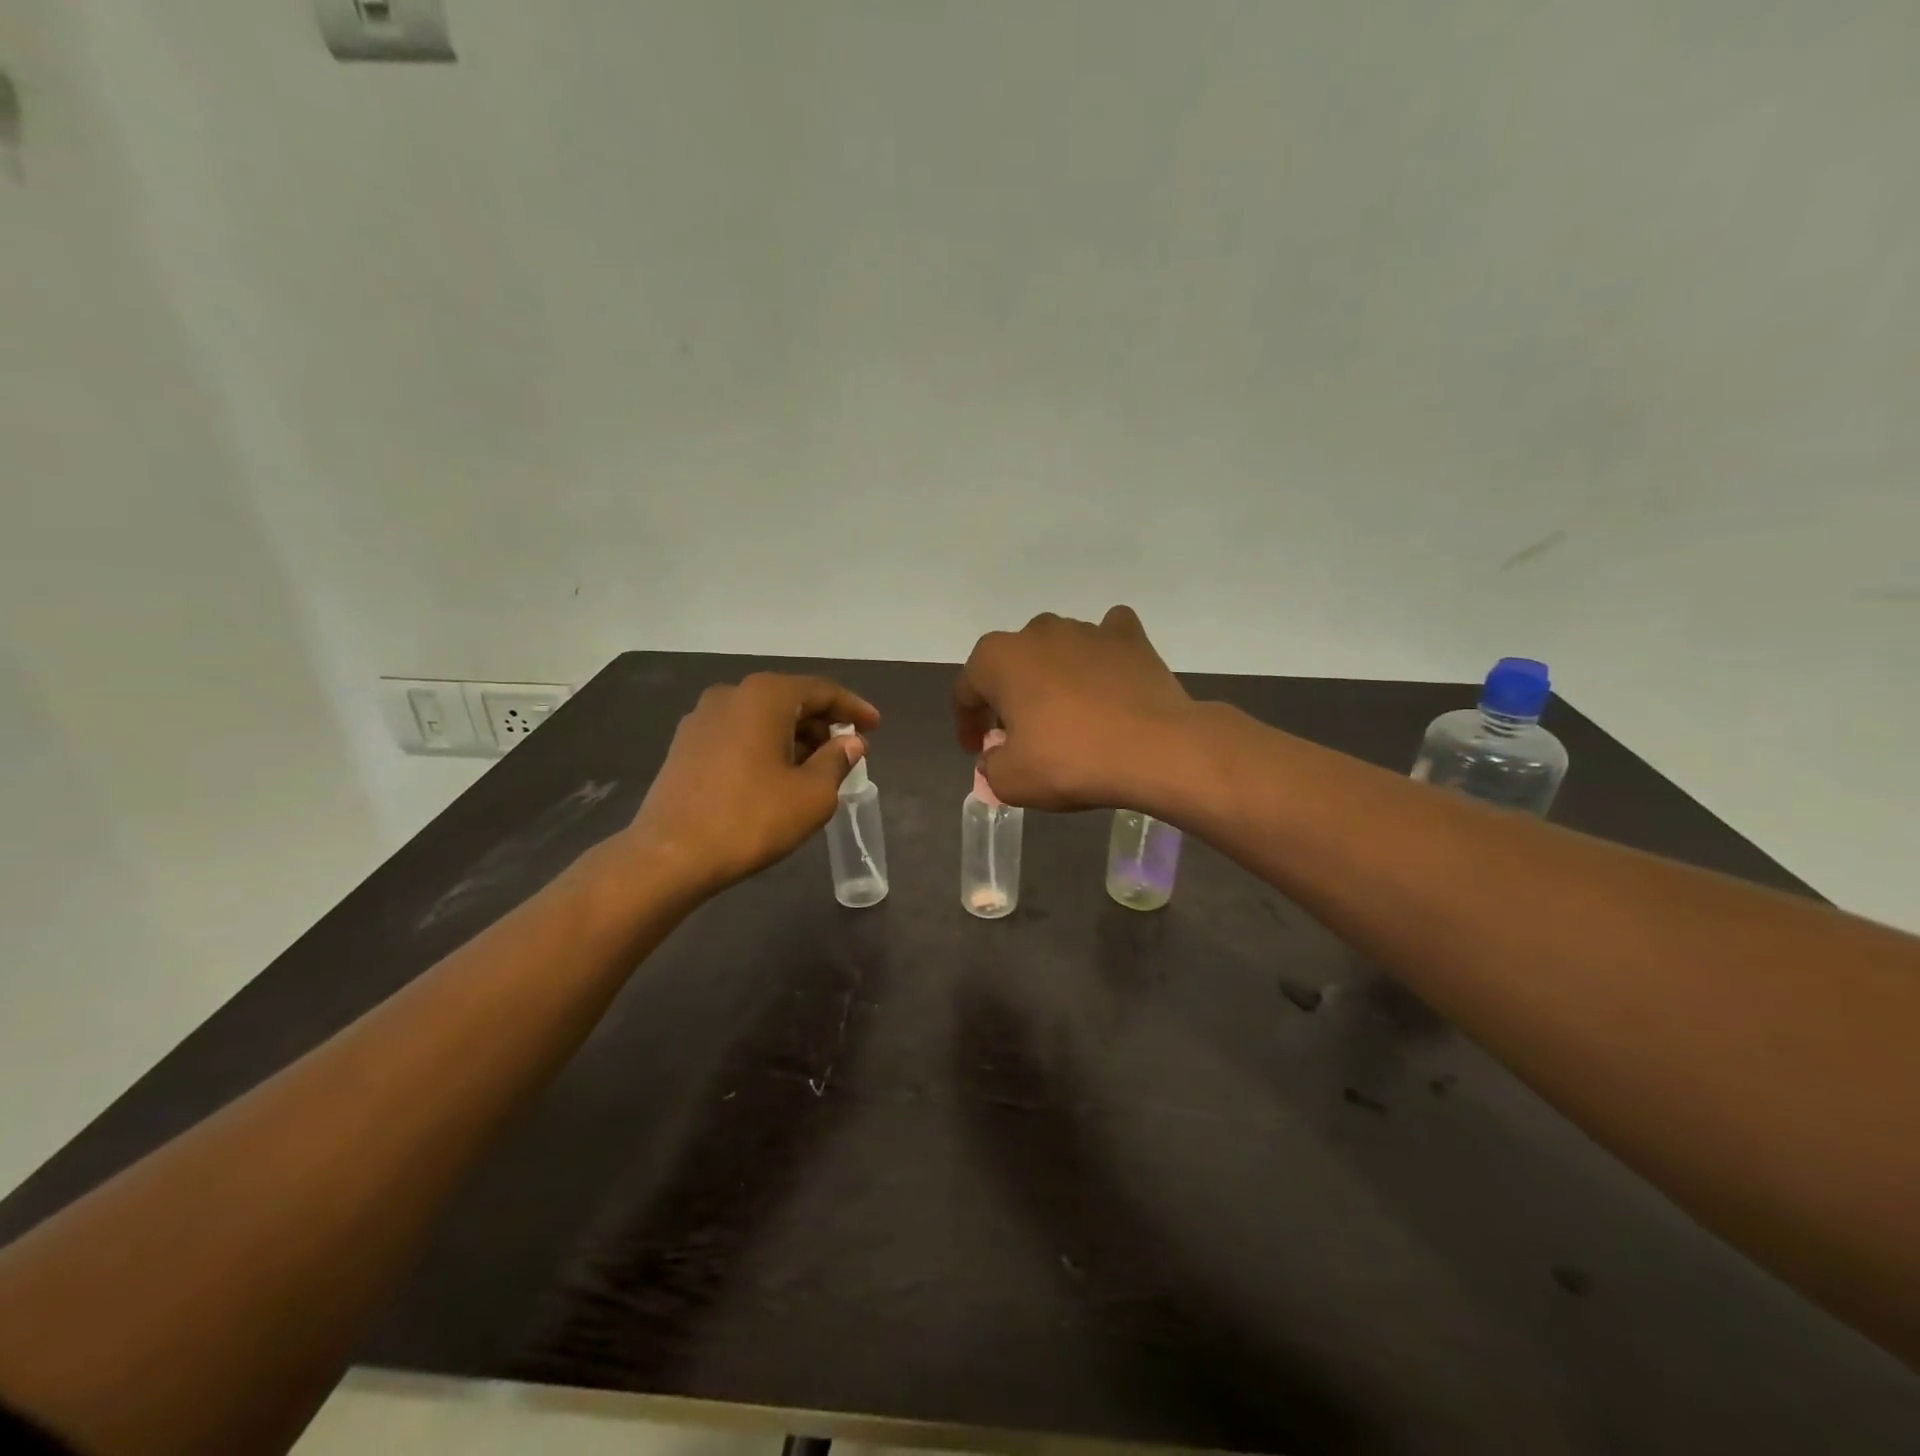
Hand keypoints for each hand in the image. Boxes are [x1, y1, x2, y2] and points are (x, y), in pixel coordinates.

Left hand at [626, 673, 879, 894]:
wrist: (670, 856)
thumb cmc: (751, 819)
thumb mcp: (812, 794)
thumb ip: (837, 760)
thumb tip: (851, 741)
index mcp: (765, 696)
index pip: (821, 691)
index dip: (853, 708)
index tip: (875, 726)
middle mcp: (731, 694)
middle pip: (789, 700)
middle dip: (822, 723)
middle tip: (848, 750)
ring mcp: (702, 718)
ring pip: (762, 717)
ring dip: (793, 736)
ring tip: (816, 767)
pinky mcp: (685, 745)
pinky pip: (738, 733)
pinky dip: (765, 745)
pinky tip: (776, 774)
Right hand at [953, 606, 1197, 811]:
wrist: (1155, 750)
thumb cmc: (1070, 761)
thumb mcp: (1012, 780)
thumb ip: (991, 767)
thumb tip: (997, 757)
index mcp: (998, 658)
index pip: (967, 690)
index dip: (967, 723)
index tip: (977, 749)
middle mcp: (1037, 632)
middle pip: (1011, 665)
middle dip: (1009, 696)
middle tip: (1019, 733)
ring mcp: (1086, 629)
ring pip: (1056, 650)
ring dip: (1052, 677)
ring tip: (1066, 714)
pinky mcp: (1129, 637)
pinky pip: (1106, 638)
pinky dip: (1101, 655)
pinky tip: (1106, 677)